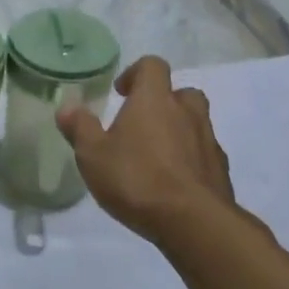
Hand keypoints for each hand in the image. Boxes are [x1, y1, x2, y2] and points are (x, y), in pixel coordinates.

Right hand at [56, 57, 232, 241]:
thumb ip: (80, 127)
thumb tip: (67, 107)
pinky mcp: (221, 171)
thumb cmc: (137, 179)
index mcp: (154, 99)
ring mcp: (208, 141)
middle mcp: (186, 112)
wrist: (193, 222)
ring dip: (179, 131)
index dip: (136, 72)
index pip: (153, 65)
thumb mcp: (93, 155)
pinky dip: (191, 160)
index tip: (121, 92)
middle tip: (142, 123)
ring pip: (196, 123)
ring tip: (156, 156)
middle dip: (164, 102)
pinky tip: (174, 182)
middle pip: (182, 92)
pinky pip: (204, 154)